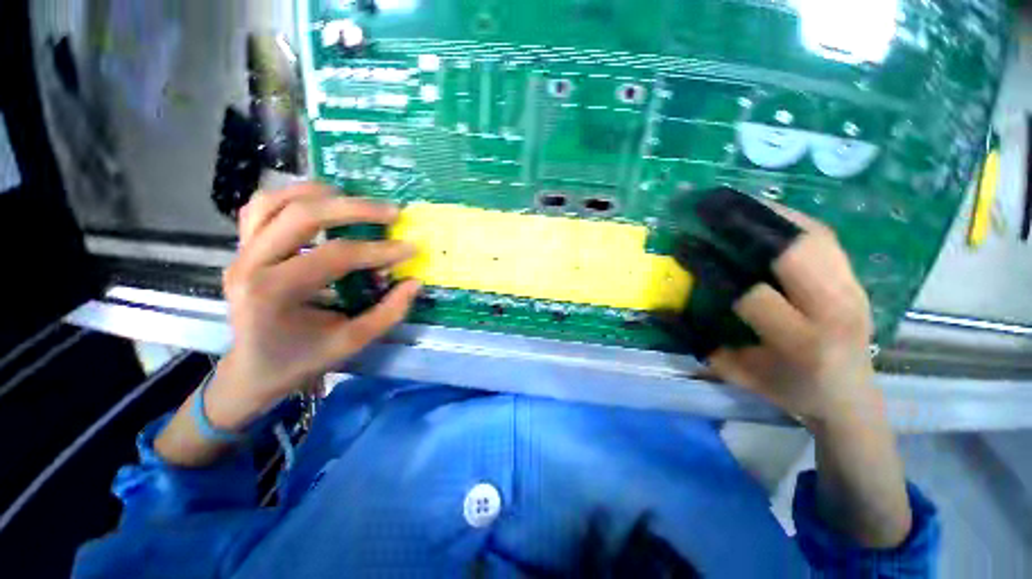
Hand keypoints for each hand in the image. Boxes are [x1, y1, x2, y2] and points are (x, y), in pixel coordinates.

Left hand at [205, 182, 419, 430]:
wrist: (252, 370)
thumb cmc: (302, 359)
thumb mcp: (352, 342)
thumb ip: (388, 312)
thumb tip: (415, 282)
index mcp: (274, 293)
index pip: (335, 256)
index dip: (379, 250)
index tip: (411, 248)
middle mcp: (250, 264)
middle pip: (303, 215)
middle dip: (355, 209)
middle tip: (392, 212)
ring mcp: (240, 251)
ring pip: (275, 201)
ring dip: (320, 194)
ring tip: (356, 199)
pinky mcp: (242, 247)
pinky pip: (261, 207)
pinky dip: (292, 197)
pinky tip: (320, 203)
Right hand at [705, 205, 878, 424]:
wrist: (849, 395)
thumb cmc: (787, 387)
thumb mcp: (737, 373)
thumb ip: (701, 343)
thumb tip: (661, 312)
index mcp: (800, 342)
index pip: (750, 293)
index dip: (711, 267)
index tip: (683, 246)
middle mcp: (834, 310)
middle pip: (795, 252)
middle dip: (746, 224)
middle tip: (709, 207)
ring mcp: (853, 289)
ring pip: (813, 235)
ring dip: (768, 213)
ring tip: (732, 201)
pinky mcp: (857, 277)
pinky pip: (823, 236)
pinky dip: (791, 219)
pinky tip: (764, 212)